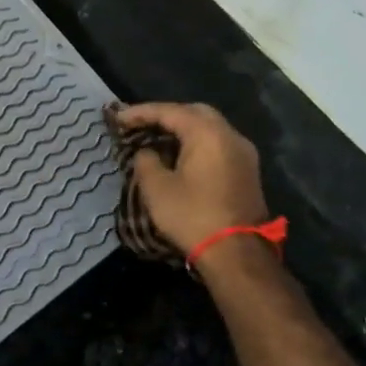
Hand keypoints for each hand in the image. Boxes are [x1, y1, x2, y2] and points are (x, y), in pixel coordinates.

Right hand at [113, 102, 271, 255]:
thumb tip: (147, 152)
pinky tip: (179, 154)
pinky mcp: (247, 171)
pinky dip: (196, 142)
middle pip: (194, 113)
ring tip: (156, 137)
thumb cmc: (192, 216)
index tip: (118, 118)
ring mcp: (243, 153)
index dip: (141, 112)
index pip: (170, 111)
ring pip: (209, 128)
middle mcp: (230, 136)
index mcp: (208, 134)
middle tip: (140, 123)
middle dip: (166, 115)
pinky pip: (218, 144)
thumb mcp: (157, 188)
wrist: (237, 253)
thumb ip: (146, 161)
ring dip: (183, 129)